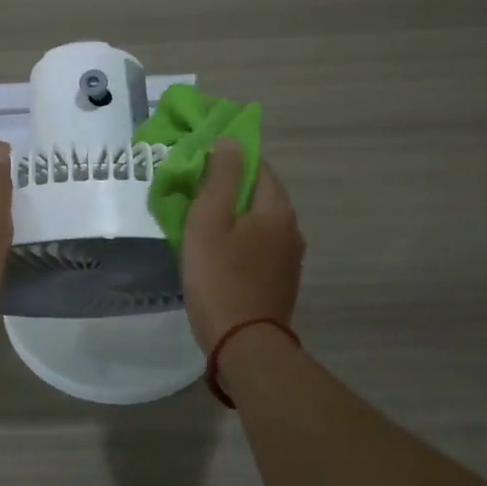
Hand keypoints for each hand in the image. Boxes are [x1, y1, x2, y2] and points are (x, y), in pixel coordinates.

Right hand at [181, 139, 304, 354]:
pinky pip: (260, 248)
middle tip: (194, 195)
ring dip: (235, 217)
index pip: (258, 166)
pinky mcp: (281, 283)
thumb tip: (230, 142)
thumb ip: (221, 176)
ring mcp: (290, 259)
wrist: (243, 344)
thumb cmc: (220, 276)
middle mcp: (292, 229)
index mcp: (277, 209)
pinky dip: (240, 241)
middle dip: (230, 189)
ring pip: (259, 223)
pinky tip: (218, 254)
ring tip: (202, 224)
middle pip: (260, 195)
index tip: (201, 165)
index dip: (230, 160)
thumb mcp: (210, 219)